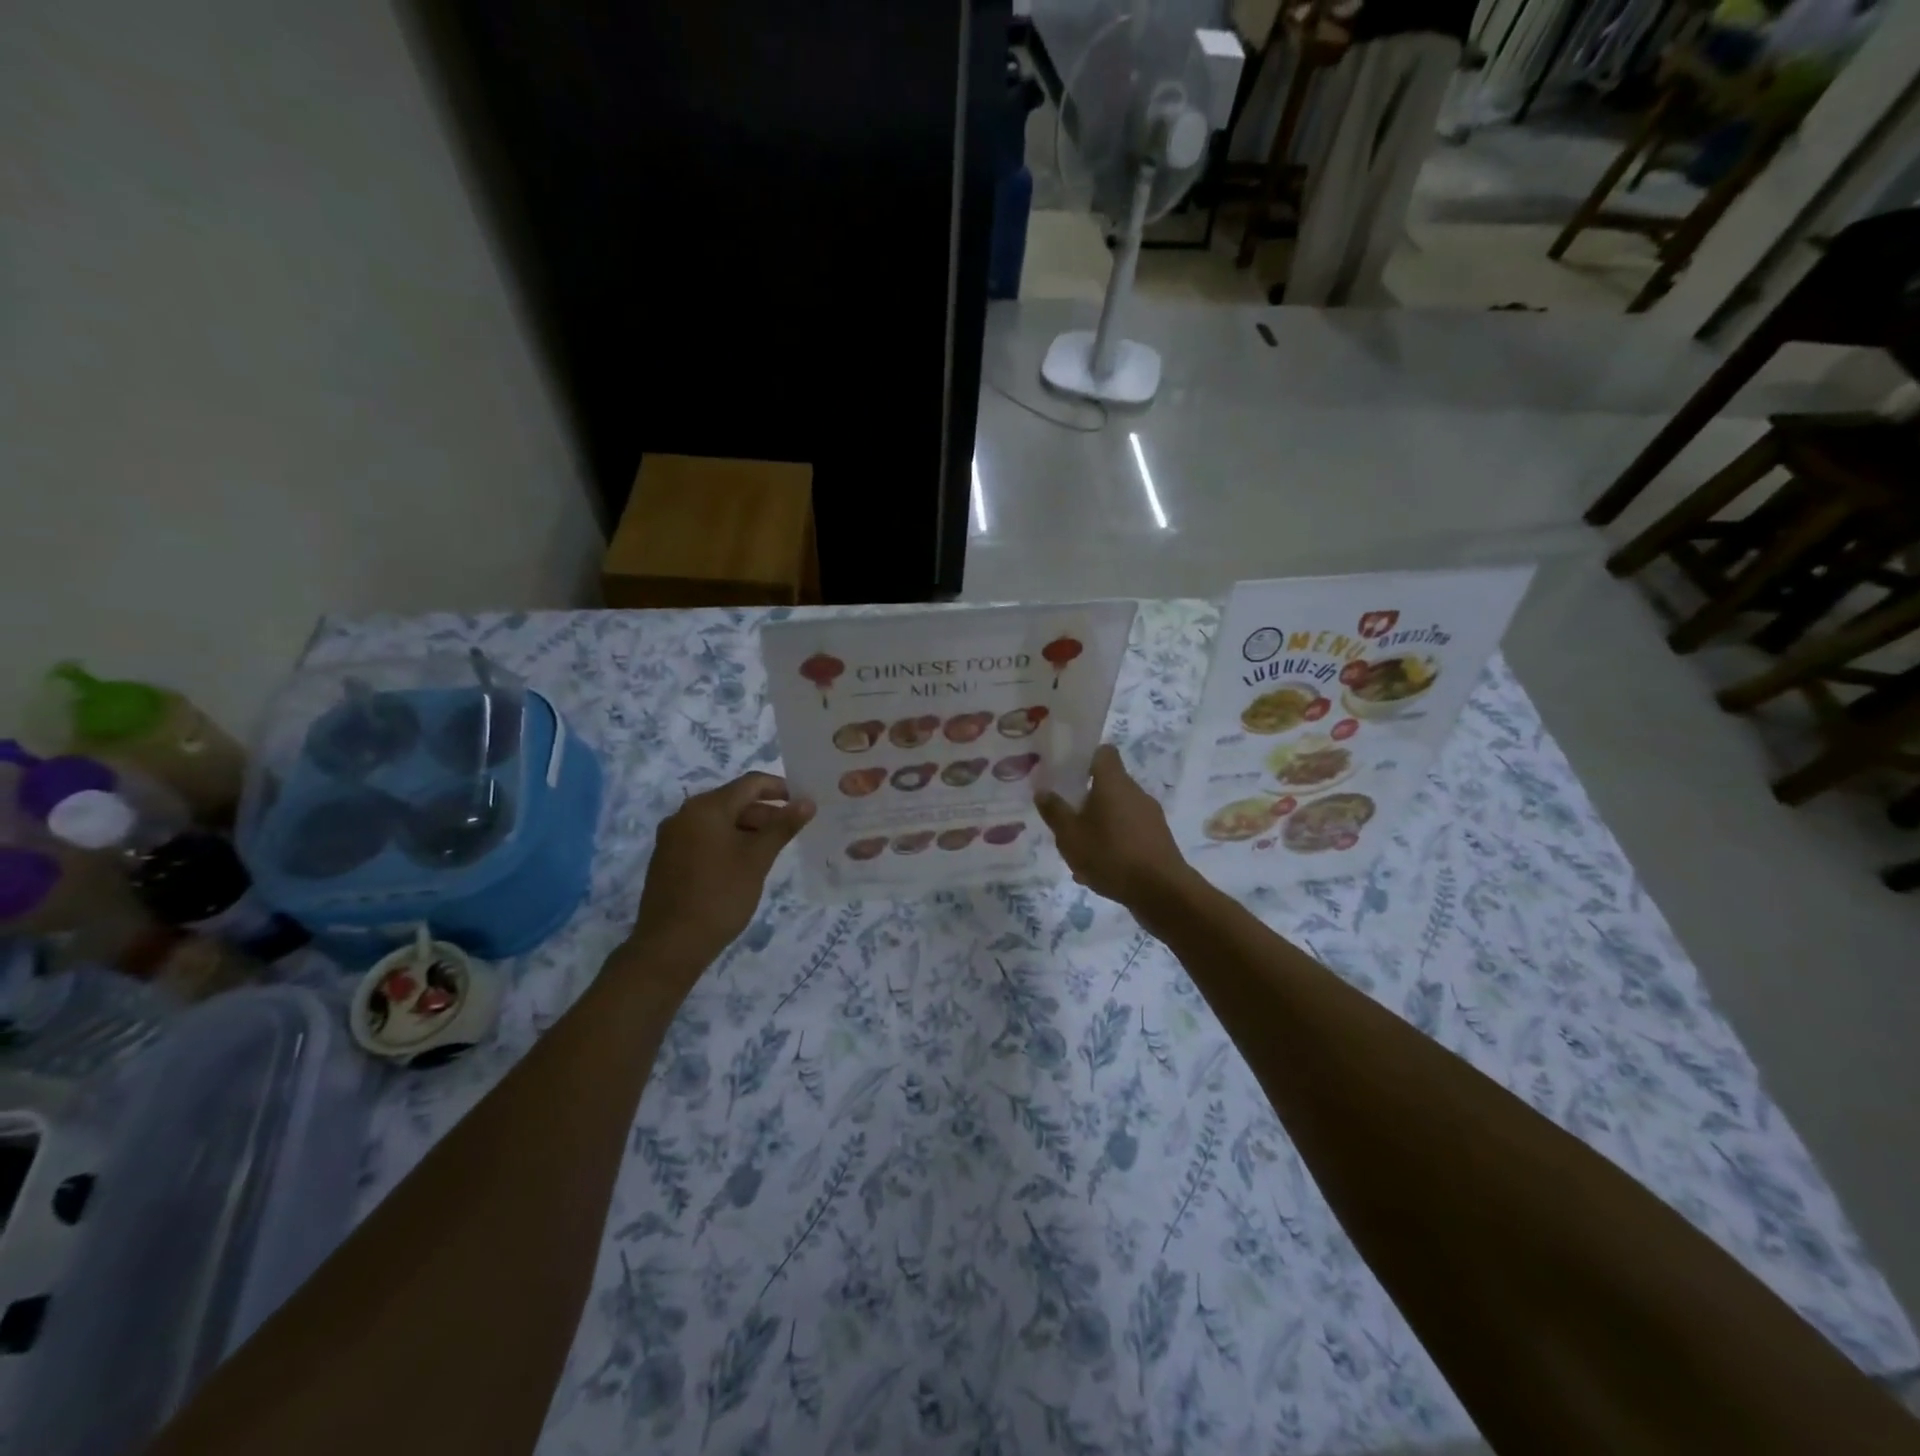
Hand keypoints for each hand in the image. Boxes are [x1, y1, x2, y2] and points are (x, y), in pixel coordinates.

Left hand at [631, 773, 814, 975]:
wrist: (670, 945)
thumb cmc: (720, 896)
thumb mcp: (757, 859)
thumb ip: (783, 826)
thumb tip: (807, 802)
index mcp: (706, 807)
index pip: (750, 783)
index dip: (780, 788)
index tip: (802, 804)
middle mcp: (684, 814)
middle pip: (733, 801)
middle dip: (764, 812)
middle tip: (790, 833)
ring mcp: (672, 837)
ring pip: (718, 821)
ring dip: (747, 829)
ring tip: (770, 851)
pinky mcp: (667, 858)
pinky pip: (703, 838)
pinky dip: (727, 842)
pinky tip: (742, 865)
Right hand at [1036, 745, 1193, 912]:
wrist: (1162, 892)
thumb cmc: (1111, 855)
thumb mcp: (1070, 836)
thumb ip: (1054, 811)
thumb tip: (1043, 791)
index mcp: (1114, 783)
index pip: (1103, 752)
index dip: (1085, 758)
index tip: (1068, 774)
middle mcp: (1135, 792)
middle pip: (1108, 785)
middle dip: (1085, 800)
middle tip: (1066, 820)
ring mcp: (1150, 816)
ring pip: (1116, 812)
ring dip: (1098, 826)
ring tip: (1079, 853)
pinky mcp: (1158, 839)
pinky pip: (1128, 833)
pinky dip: (1113, 844)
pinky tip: (1098, 871)